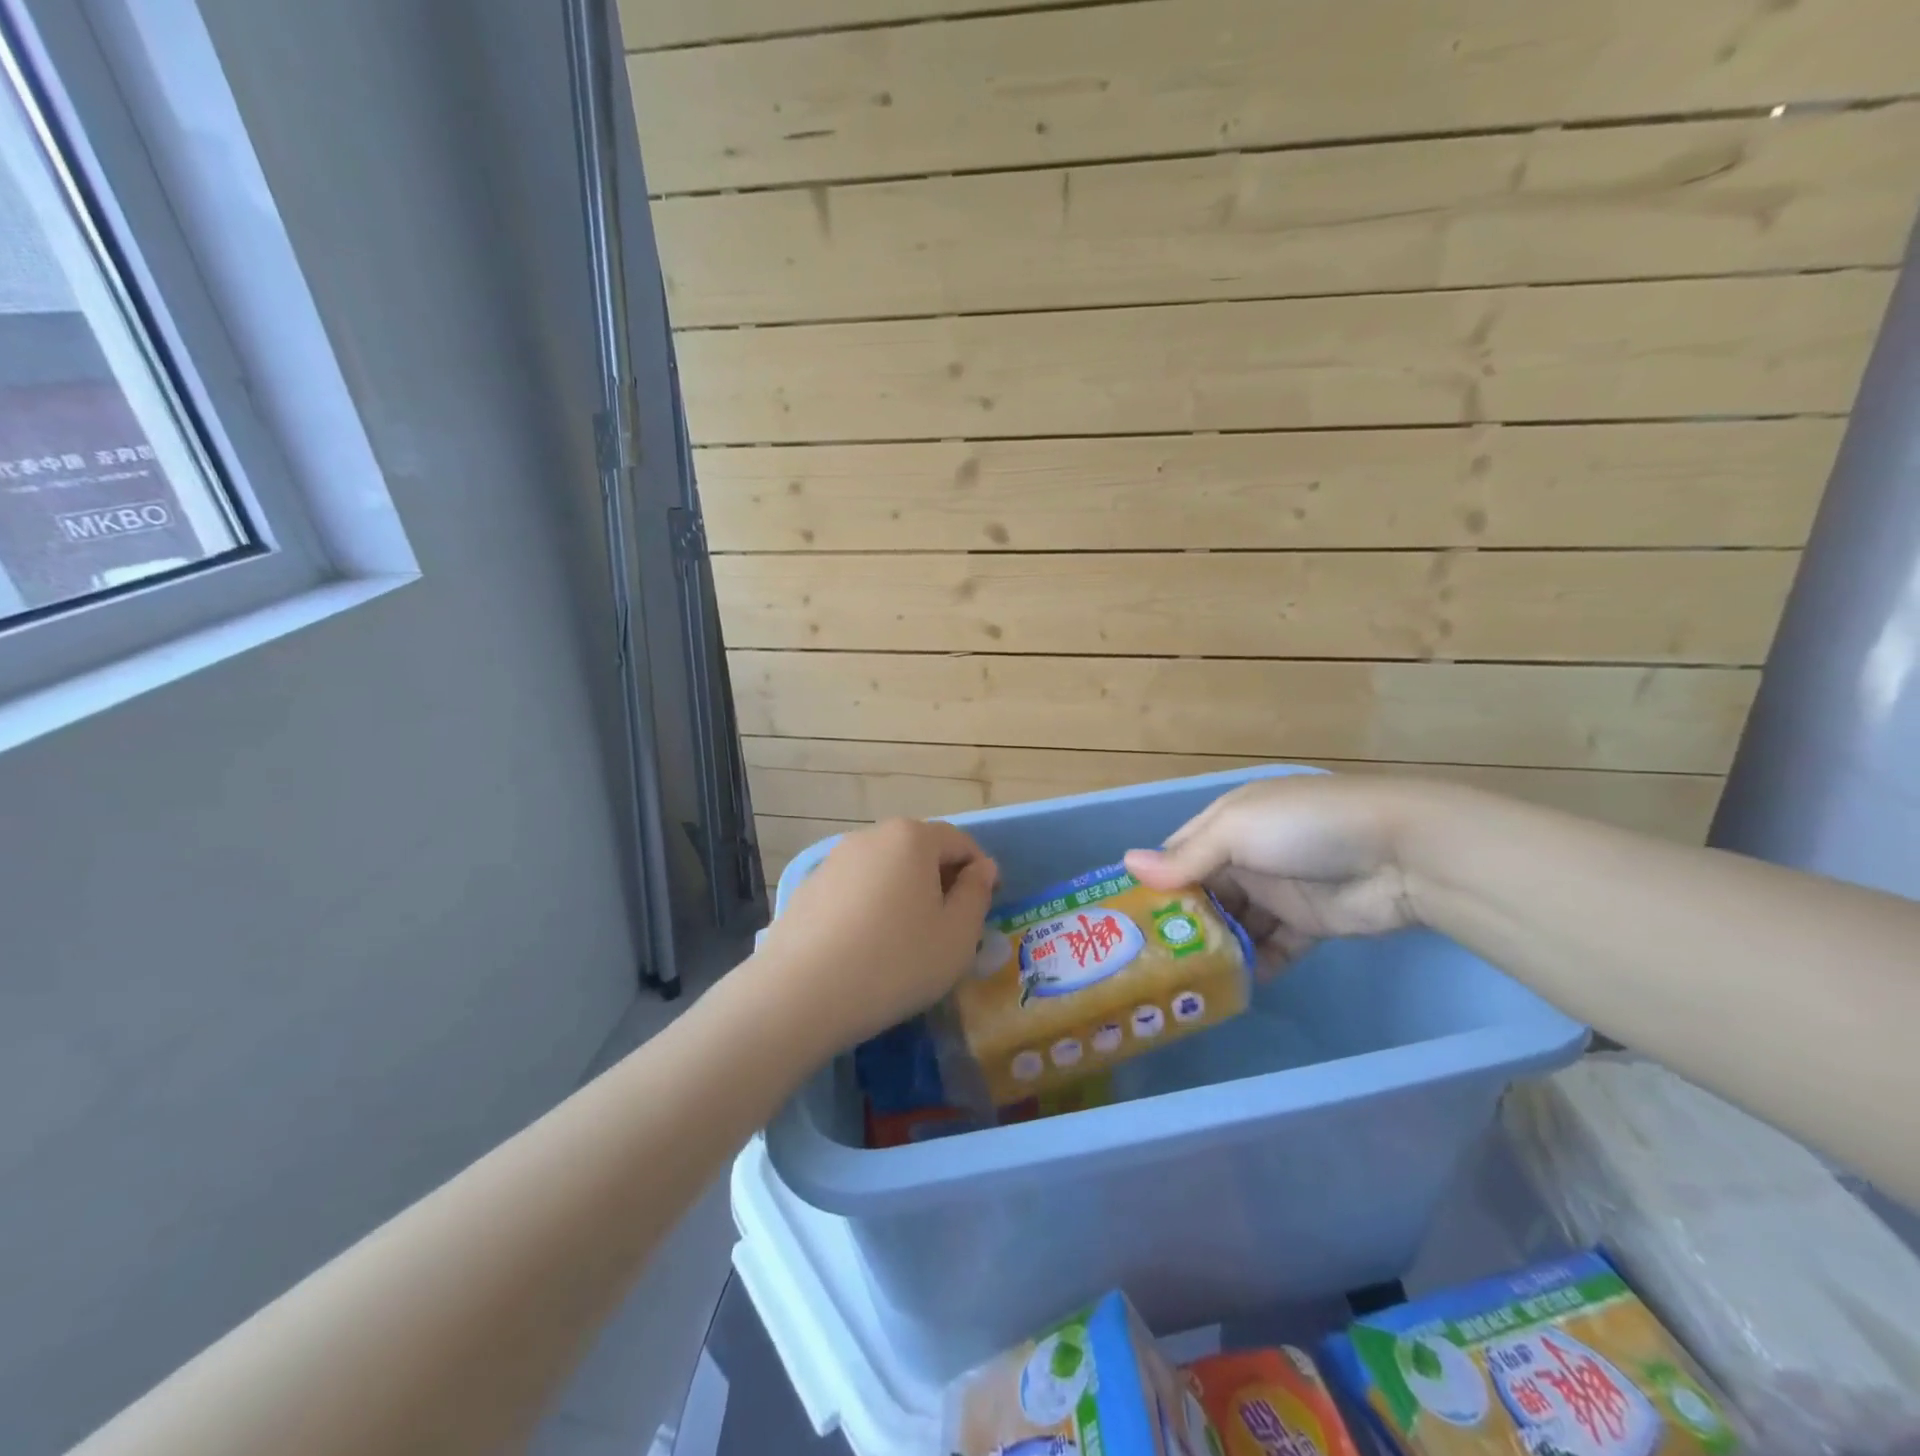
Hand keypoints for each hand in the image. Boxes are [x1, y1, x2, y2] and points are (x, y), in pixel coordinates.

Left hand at [753, 818, 997, 1051]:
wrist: (800, 994)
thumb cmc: (895, 962)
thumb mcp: (957, 936)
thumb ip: (977, 894)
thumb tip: (982, 868)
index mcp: (912, 838)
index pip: (959, 842)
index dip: (979, 872)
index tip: (985, 907)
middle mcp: (871, 837)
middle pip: (919, 852)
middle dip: (940, 882)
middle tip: (949, 928)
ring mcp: (834, 860)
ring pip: (885, 871)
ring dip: (904, 895)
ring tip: (907, 942)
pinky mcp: (809, 888)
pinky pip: (855, 890)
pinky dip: (871, 908)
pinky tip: (867, 948)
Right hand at [1123, 775, 1420, 973]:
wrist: (1401, 853)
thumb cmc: (1305, 828)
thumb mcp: (1237, 831)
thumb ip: (1186, 856)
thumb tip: (1128, 865)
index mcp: (1229, 823)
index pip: (1180, 852)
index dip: (1155, 880)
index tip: (1128, 917)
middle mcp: (1248, 855)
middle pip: (1205, 892)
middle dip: (1182, 922)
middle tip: (1151, 960)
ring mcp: (1279, 891)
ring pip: (1236, 924)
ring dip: (1217, 948)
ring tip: (1186, 980)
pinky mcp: (1308, 924)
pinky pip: (1272, 947)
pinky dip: (1255, 964)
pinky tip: (1233, 987)